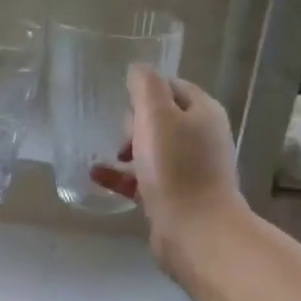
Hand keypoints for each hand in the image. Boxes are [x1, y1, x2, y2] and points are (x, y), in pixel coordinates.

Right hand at [90, 66, 245, 272]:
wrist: (195, 231)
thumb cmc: (175, 168)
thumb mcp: (156, 116)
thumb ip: (145, 87)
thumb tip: (137, 69)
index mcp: (203, 113)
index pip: (172, 87)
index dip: (146, 90)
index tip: (123, 102)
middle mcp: (201, 138)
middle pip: (162, 118)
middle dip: (135, 123)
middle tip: (123, 138)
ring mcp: (189, 170)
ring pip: (152, 150)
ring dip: (126, 149)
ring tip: (106, 155)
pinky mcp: (175, 197)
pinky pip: (143, 179)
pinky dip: (122, 176)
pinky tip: (96, 177)